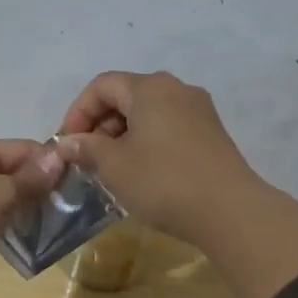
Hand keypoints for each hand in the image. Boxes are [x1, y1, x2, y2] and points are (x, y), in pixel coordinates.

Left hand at [0, 138, 64, 290]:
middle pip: (7, 171)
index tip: (73, 183)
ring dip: (14, 208)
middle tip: (61, 209)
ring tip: (41, 226)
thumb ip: (29, 179)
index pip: (21, 148)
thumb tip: (58, 156)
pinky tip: (8, 237)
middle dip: (33, 187)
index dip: (48, 163)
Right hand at [54, 71, 260, 243]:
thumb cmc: (162, 181)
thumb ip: (87, 148)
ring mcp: (199, 111)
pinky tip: (141, 172)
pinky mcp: (212, 134)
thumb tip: (68, 143)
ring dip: (122, 135)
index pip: (102, 86)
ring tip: (111, 168)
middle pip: (126, 96)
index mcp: (150, 87)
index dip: (78, 112)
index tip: (68, 144)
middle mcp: (177, 89)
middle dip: (100, 124)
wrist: (229, 211)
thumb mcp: (114, 165)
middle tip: (87, 158)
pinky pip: (168, 127)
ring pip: (148, 113)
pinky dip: (147, 142)